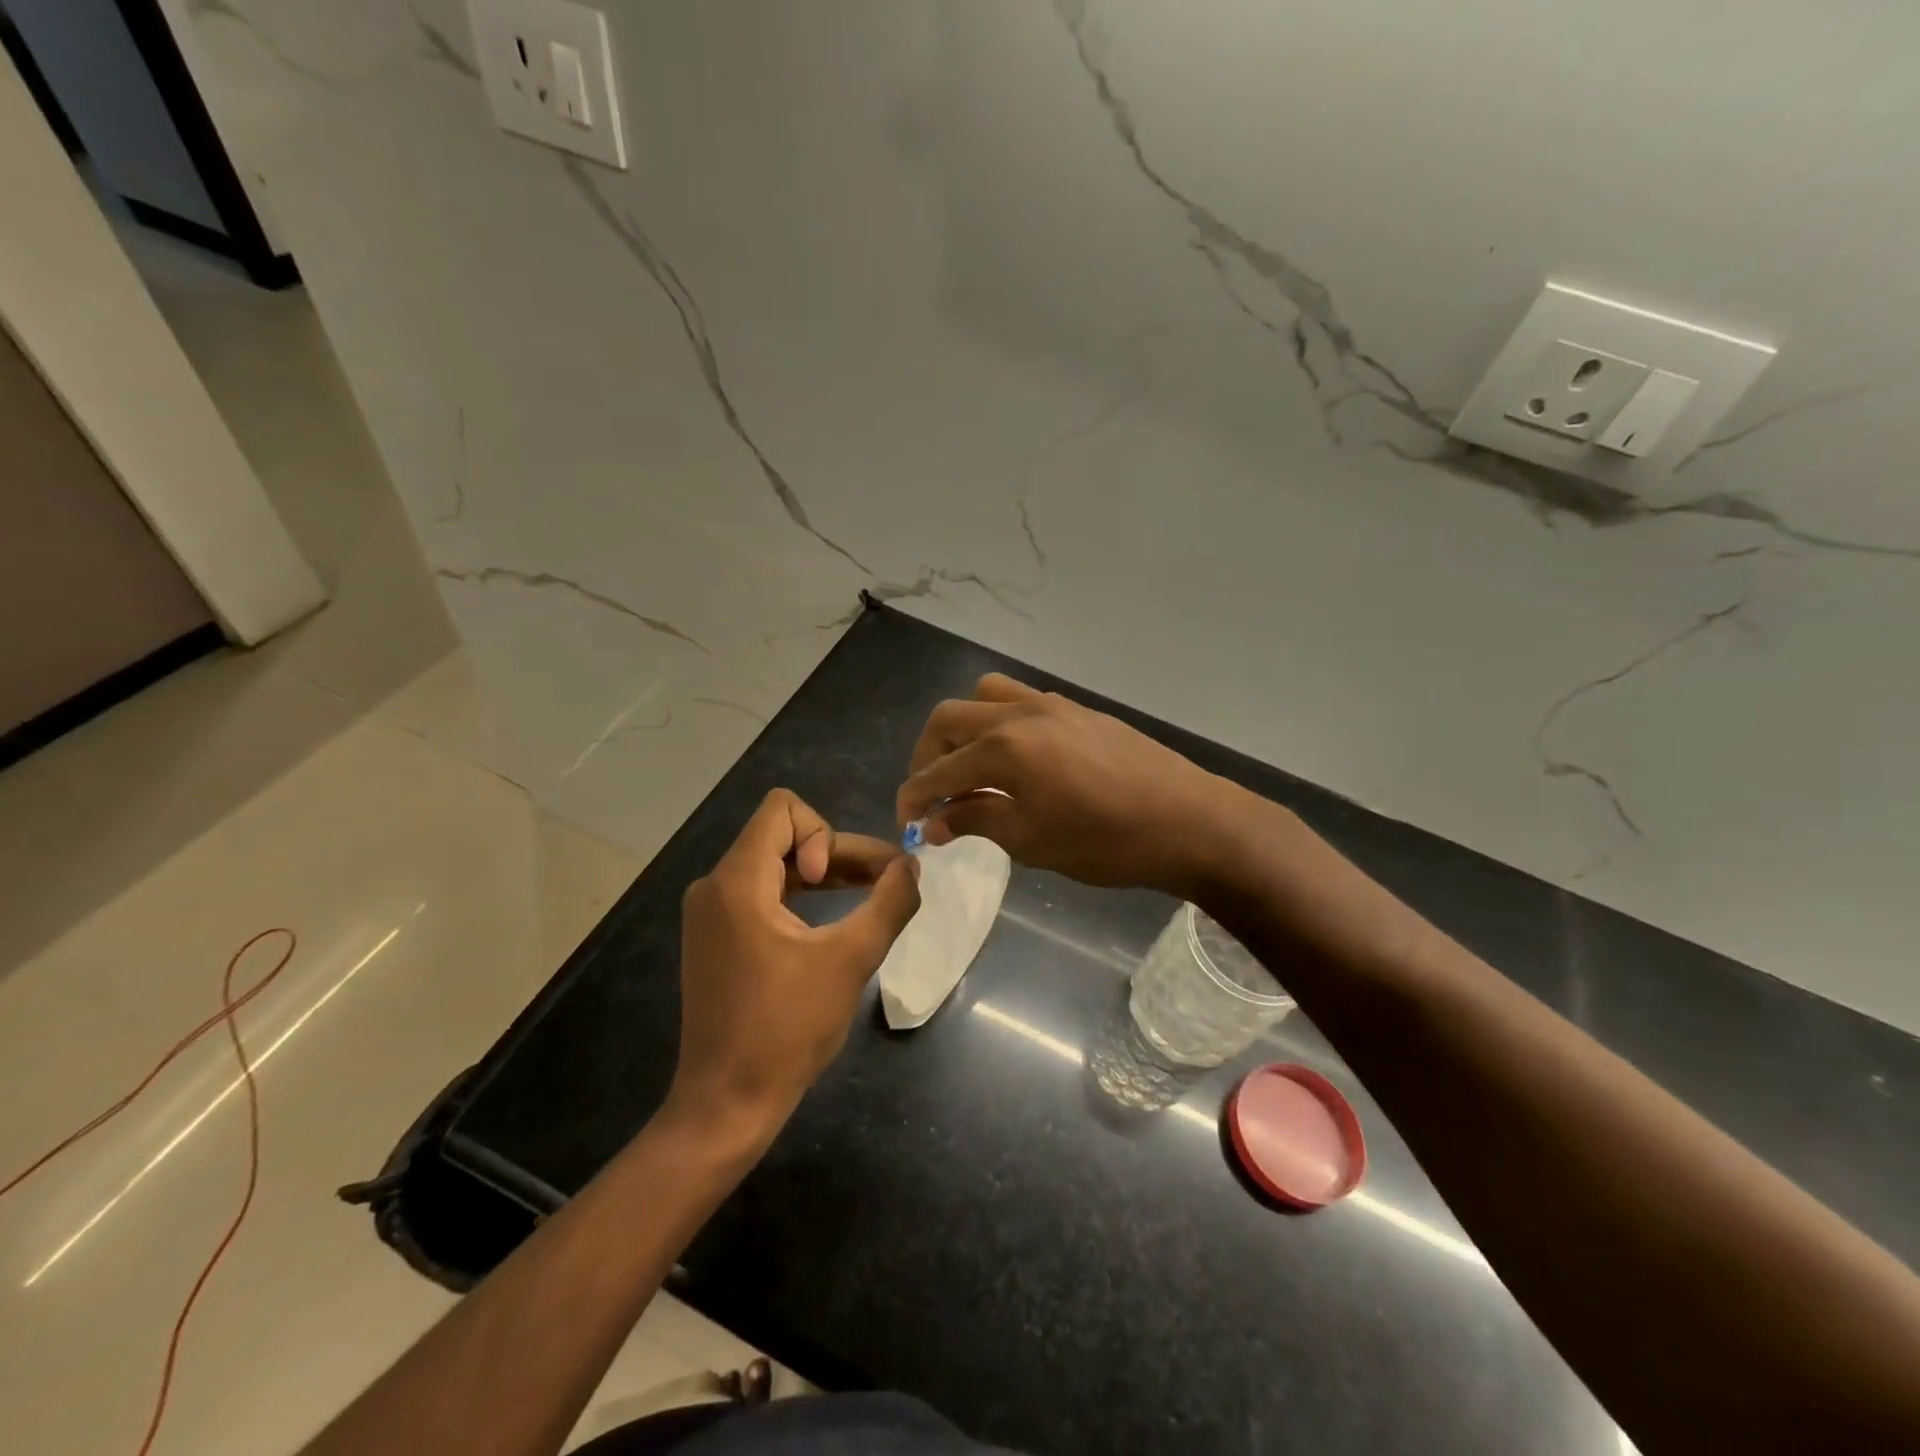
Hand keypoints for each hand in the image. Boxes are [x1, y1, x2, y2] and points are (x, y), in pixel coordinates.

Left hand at [667, 789, 920, 1143]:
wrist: (726, 1104)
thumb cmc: (786, 1030)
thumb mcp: (850, 961)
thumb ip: (890, 903)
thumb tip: (912, 866)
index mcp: (736, 882)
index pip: (782, 808)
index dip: (824, 833)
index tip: (836, 881)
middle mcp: (715, 886)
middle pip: (783, 835)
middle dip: (838, 852)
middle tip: (885, 882)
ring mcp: (712, 913)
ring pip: (777, 863)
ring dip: (825, 873)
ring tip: (871, 896)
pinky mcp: (718, 937)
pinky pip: (764, 892)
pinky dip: (803, 895)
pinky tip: (835, 920)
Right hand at [896, 674, 1245, 898]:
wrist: (1189, 821)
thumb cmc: (1106, 842)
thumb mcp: (1032, 841)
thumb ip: (977, 821)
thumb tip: (934, 823)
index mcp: (1003, 749)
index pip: (937, 772)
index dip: (913, 797)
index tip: (905, 822)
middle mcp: (1019, 714)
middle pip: (948, 719)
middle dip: (928, 756)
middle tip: (932, 794)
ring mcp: (1051, 705)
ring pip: (984, 696)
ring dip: (963, 729)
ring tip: (970, 768)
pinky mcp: (1076, 709)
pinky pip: (1019, 700)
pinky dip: (999, 722)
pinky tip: (1015, 759)